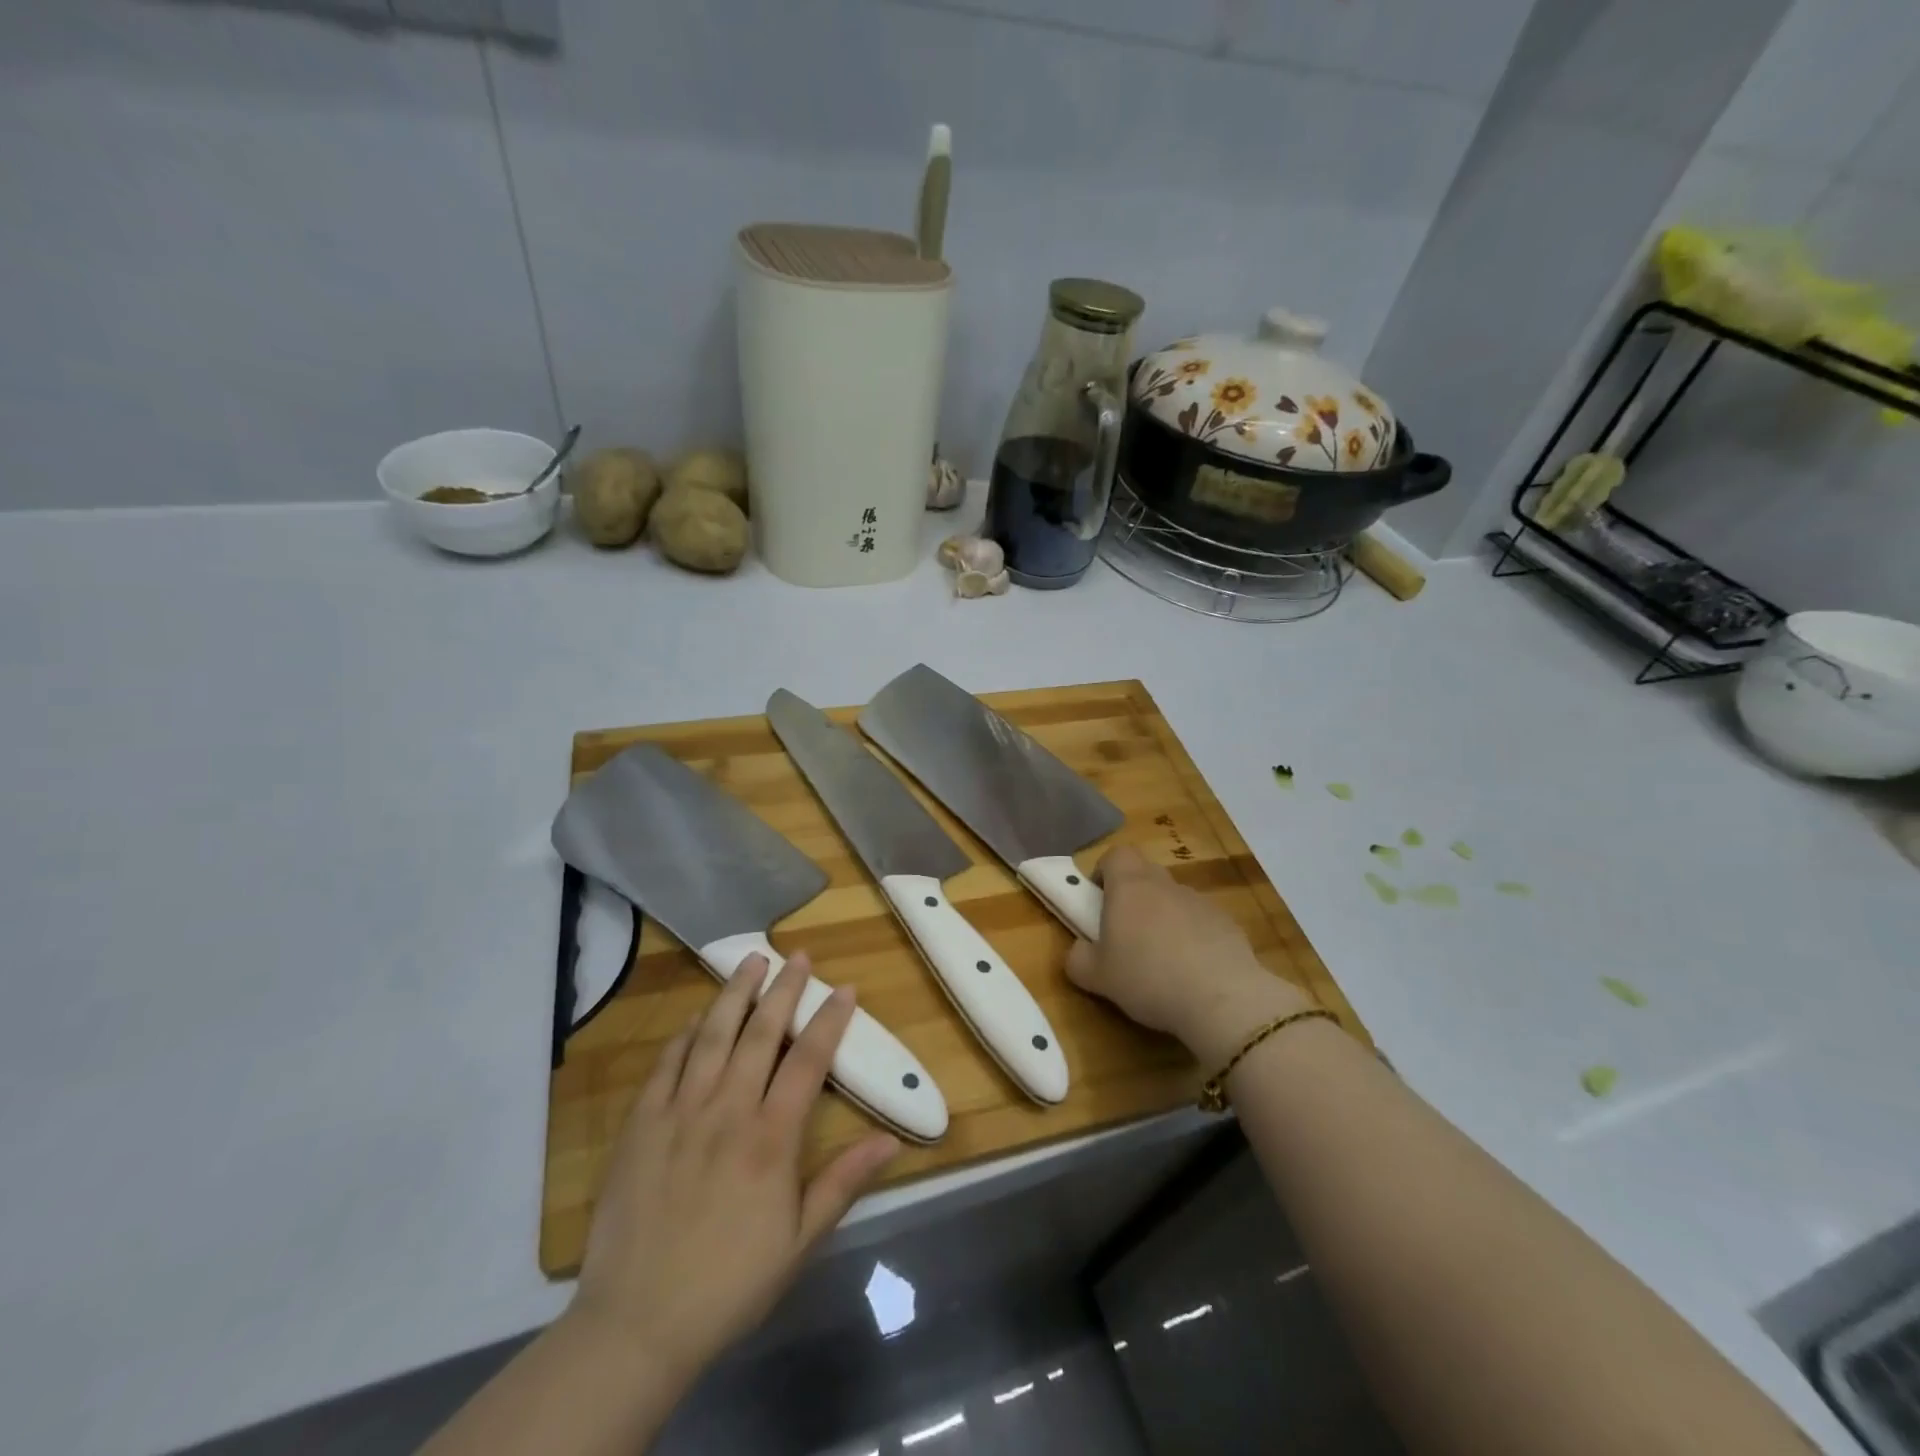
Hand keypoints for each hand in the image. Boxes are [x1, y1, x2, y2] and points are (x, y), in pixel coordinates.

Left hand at [568, 953, 899, 1386]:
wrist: (637, 1324)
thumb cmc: (730, 1284)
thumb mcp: (799, 1242)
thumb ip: (843, 1182)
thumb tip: (891, 1139)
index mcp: (770, 1138)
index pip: (808, 1061)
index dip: (829, 1020)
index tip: (845, 988)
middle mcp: (728, 1111)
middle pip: (760, 1034)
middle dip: (783, 989)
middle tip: (797, 956)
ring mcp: (680, 1113)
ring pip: (712, 1036)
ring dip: (735, 994)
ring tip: (751, 960)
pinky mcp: (641, 1125)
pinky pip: (666, 1064)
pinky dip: (686, 1034)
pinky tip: (698, 1017)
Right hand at [1066, 845, 1310, 1063]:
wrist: (1221, 998)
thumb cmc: (1147, 978)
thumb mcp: (1096, 977)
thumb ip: (1078, 958)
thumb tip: (1079, 951)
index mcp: (1129, 886)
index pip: (1116, 854)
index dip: (1105, 871)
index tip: (1099, 899)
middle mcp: (1165, 885)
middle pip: (1145, 874)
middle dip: (1132, 897)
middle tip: (1124, 935)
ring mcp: (1200, 902)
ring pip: (1173, 900)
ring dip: (1163, 919)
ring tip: (1160, 962)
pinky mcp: (1227, 924)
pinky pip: (1200, 922)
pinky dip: (1192, 938)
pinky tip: (1192, 974)